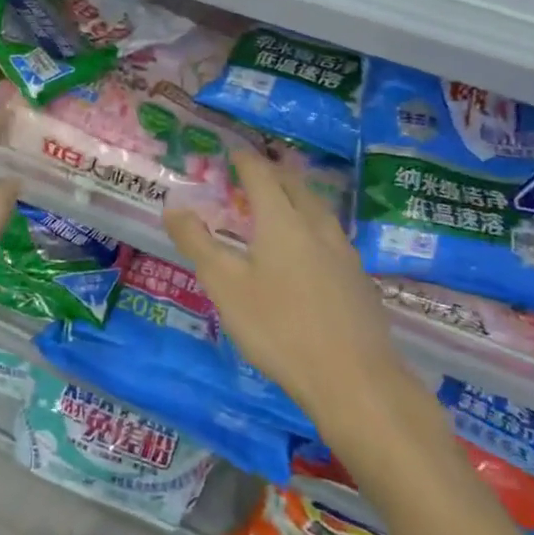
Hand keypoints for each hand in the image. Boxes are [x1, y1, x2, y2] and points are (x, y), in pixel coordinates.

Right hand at [164, 150, 410, 430]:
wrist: (356, 381)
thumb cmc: (280, 328)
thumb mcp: (225, 285)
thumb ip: (197, 242)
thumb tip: (174, 207)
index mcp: (282, 221)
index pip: (261, 176)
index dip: (245, 161)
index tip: (233, 153)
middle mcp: (317, 227)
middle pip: (295, 187)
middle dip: (274, 174)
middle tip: (255, 173)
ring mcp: (344, 254)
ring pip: (318, 211)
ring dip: (297, 198)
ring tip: (283, 204)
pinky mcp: (359, 281)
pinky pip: (331, 237)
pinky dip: (313, 227)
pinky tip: (310, 250)